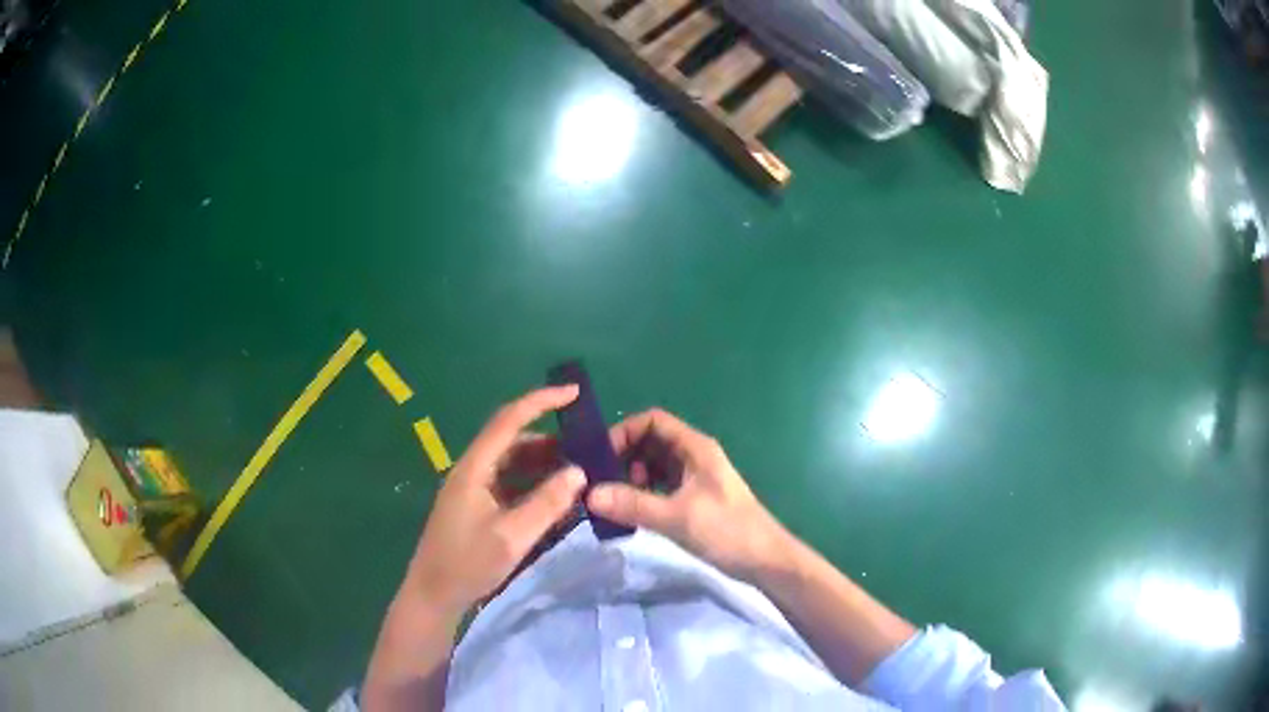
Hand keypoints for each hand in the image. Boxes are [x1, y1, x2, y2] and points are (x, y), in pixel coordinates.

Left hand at [403, 385, 586, 615]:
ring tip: (578, 472)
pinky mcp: (477, 507)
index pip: (510, 420)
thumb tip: (579, 472)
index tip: (574, 393)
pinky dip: (534, 484)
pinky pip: (510, 484)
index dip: (541, 401)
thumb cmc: (468, 564)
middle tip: (586, 446)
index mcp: (475, 467)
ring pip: (513, 463)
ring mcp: (473, 489)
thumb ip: (546, 503)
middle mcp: (473, 470)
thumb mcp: (512, 536)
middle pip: (513, 440)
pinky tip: (555, 498)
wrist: (434, 595)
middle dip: (550, 438)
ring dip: (543, 463)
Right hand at [588, 409, 788, 581]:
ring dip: (631, 477)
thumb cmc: (727, 531)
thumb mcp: (677, 517)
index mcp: (695, 448)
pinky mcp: (693, 500)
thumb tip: (589, 494)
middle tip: (603, 482)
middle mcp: (694, 457)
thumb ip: (633, 504)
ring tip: (615, 501)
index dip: (625, 432)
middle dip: (624, 456)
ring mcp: (694, 479)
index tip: (602, 457)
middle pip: (650, 442)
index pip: (653, 421)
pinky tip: (631, 513)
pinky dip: (643, 494)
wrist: (765, 561)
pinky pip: (660, 486)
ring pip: (654, 465)